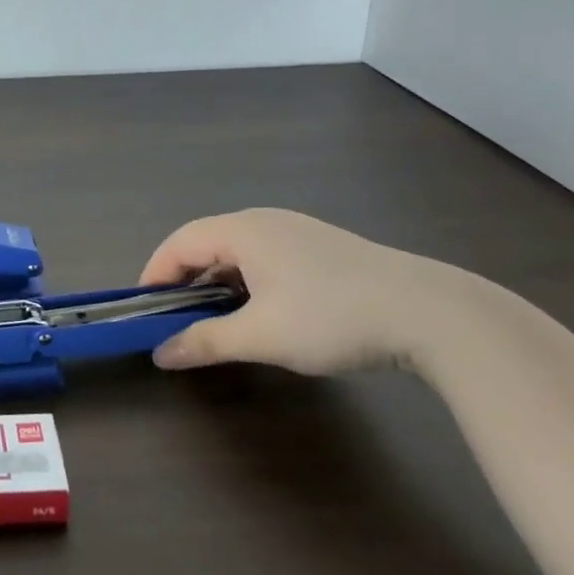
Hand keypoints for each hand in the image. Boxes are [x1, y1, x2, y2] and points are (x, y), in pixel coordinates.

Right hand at [139, 209, 489, 375]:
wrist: (430, 313)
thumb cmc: (333, 317)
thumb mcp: (262, 336)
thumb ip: (206, 341)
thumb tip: (161, 353)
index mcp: (242, 230)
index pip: (180, 242)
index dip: (155, 274)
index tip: (143, 309)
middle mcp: (264, 221)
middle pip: (206, 243)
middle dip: (184, 280)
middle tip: (174, 319)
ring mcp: (296, 231)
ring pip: (237, 252)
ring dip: (216, 283)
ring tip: (214, 320)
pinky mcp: (321, 248)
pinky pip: (265, 258)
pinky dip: (246, 282)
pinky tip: (260, 312)